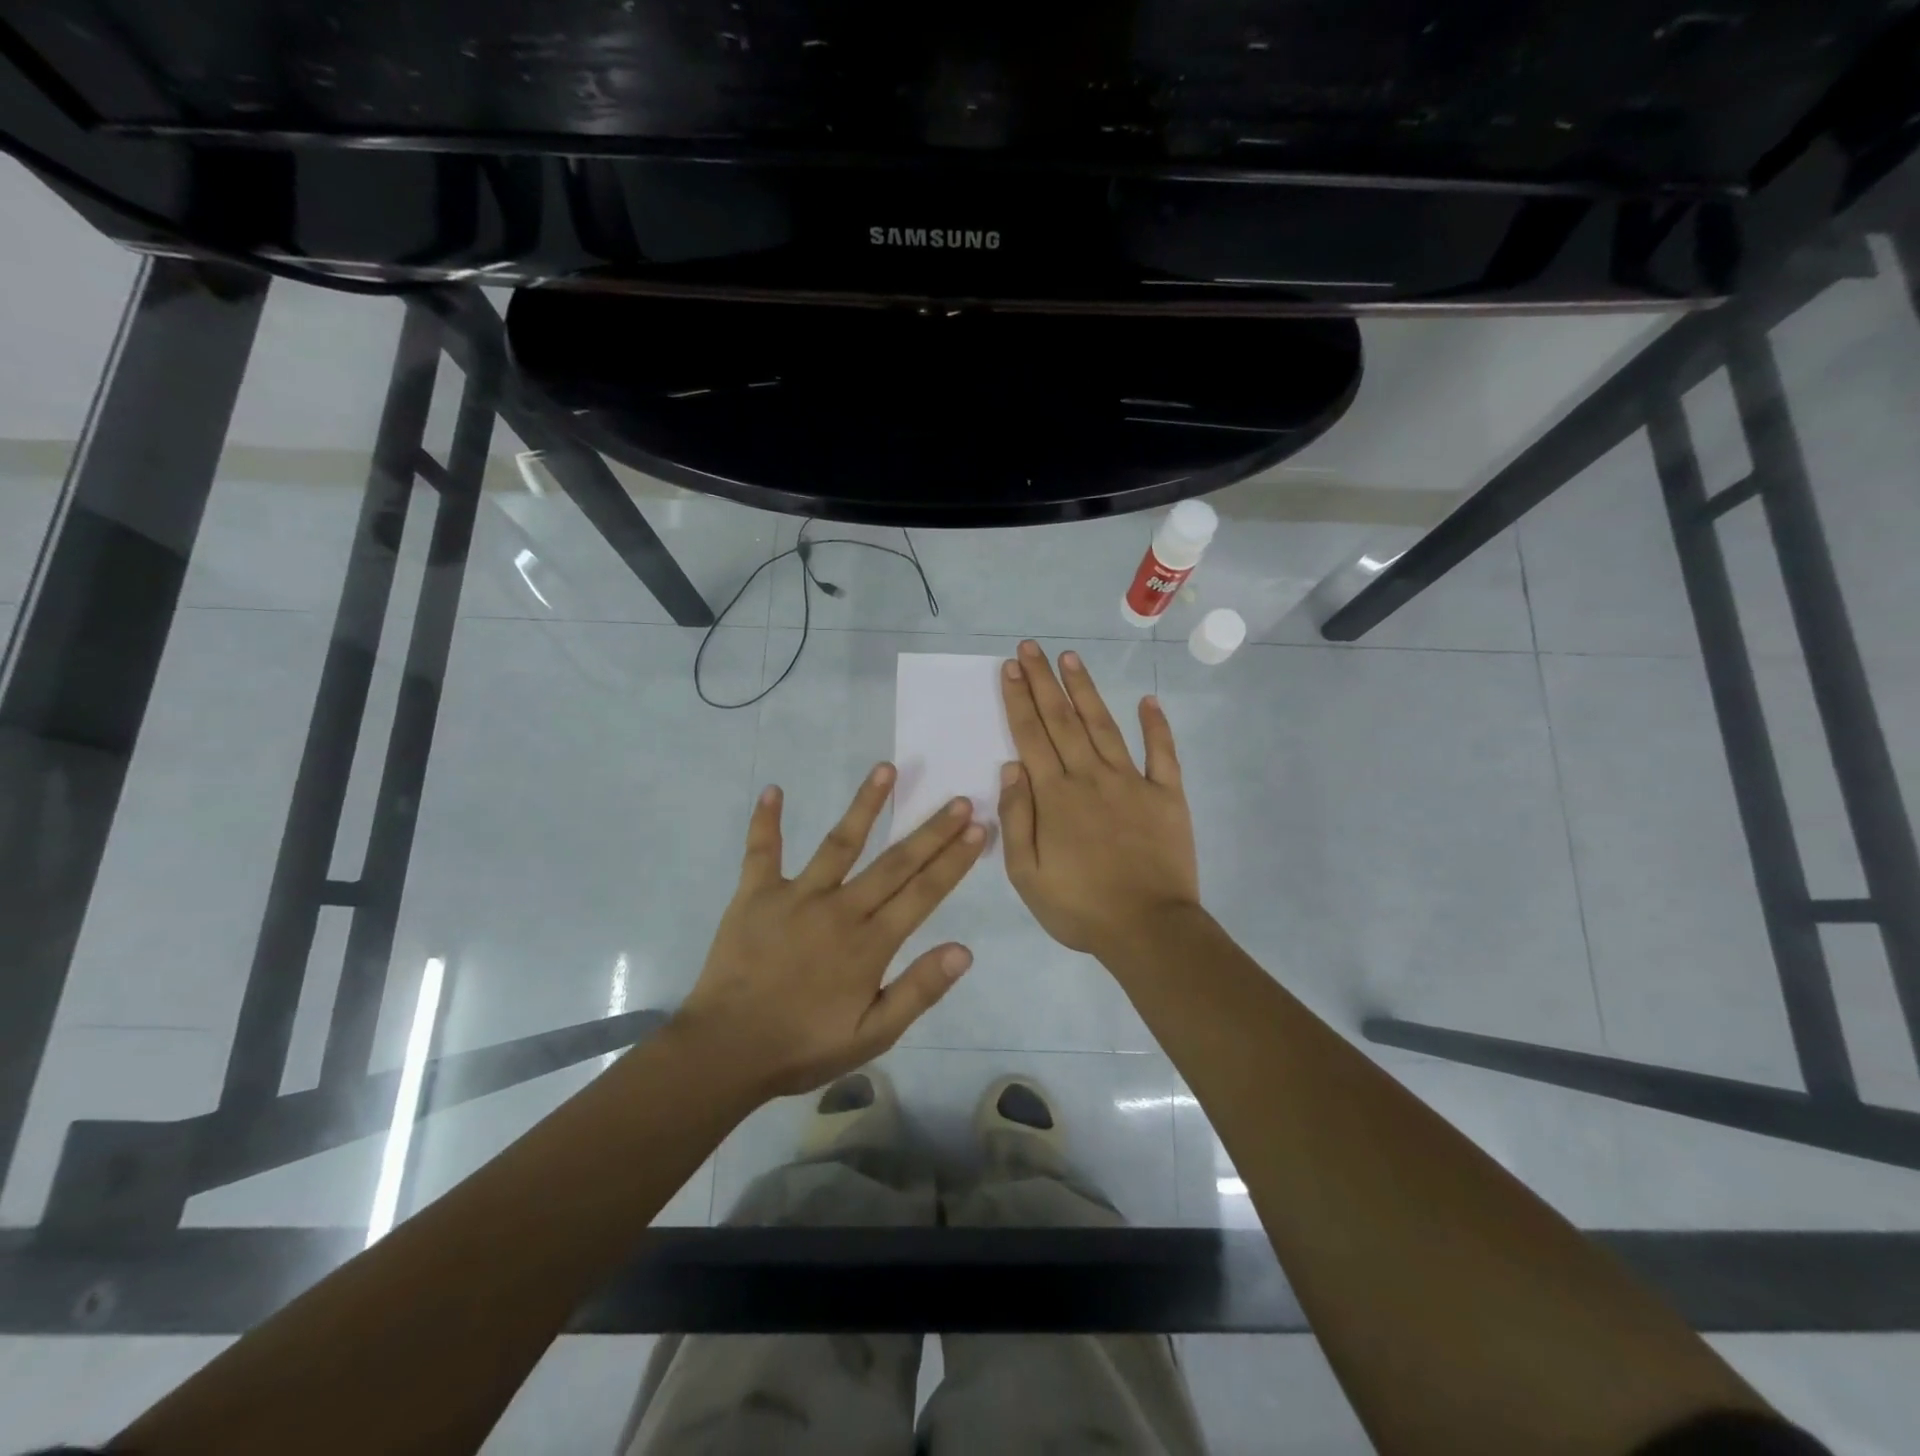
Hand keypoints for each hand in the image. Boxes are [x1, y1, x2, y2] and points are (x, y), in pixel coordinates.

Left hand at [676, 764, 986, 1098]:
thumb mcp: (872, 1035)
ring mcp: (796, 896)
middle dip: (931, 830)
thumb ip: (918, 991)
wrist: (725, 1052)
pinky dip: (766, 821)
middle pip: (894, 862)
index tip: (978, 828)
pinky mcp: (755, 894)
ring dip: (865, 805)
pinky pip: (762, 851)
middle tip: (959, 799)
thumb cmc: (804, 1046)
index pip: (923, 892)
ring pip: (839, 842)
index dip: (953, 859)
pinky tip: (772, 790)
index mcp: (870, 944)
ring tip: (886, 769)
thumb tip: (964, 950)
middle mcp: (840, 909)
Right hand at [999, 640, 1199, 958]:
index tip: (1012, 667)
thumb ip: (1017, 817)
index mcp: (1055, 796)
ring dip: (1086, 690)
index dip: (1019, 699)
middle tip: (1032, 647)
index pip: (1031, 736)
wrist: (1148, 929)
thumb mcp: (1026, 874)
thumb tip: (1012, 767)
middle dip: (1044, 682)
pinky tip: (1148, 700)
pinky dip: (1156, 725)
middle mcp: (1090, 777)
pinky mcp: (1166, 795)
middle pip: (1063, 720)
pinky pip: (1162, 753)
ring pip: (1104, 726)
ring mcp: (1132, 782)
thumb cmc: (1079, 906)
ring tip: (1072, 658)